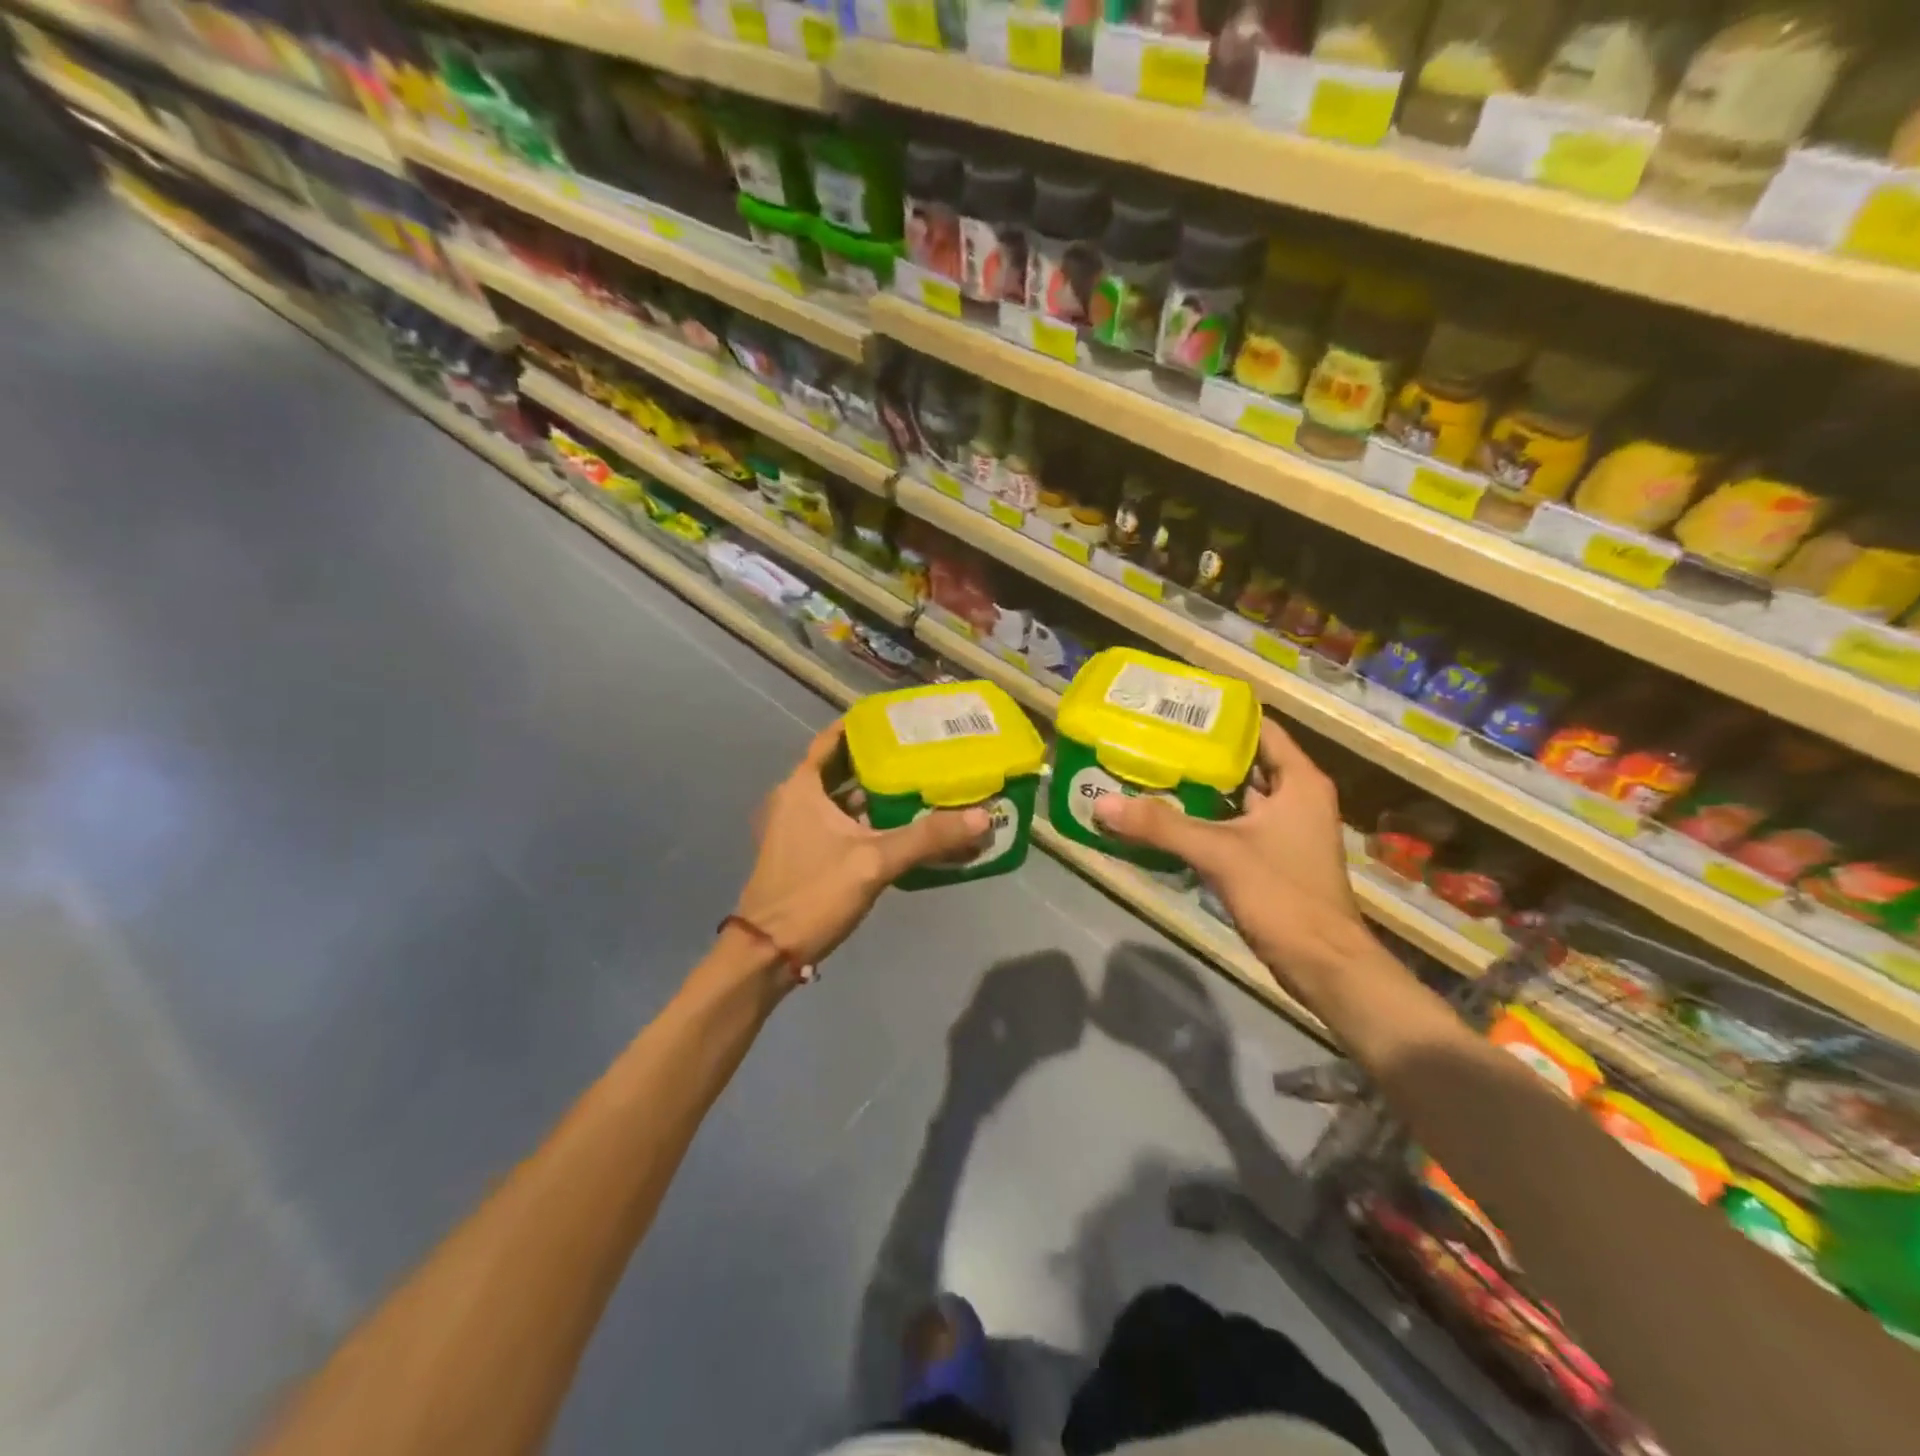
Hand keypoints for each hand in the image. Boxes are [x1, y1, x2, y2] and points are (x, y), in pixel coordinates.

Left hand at [734, 721, 990, 967]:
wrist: (768, 954)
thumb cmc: (813, 894)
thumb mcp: (874, 862)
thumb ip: (927, 838)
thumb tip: (982, 817)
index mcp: (801, 787)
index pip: (832, 739)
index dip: (863, 726)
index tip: (899, 718)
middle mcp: (795, 800)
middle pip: (841, 767)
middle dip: (877, 758)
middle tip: (920, 749)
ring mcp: (797, 828)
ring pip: (841, 798)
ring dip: (874, 791)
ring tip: (918, 782)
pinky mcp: (804, 853)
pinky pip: (839, 823)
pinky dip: (866, 819)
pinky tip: (900, 825)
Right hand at [1091, 718, 1371, 981]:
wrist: (1324, 967)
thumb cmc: (1284, 896)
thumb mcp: (1220, 853)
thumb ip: (1162, 825)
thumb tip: (1103, 803)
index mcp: (1299, 781)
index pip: (1260, 728)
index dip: (1220, 714)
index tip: (1176, 706)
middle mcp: (1294, 798)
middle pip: (1242, 761)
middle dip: (1198, 750)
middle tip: (1150, 737)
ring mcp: (1283, 830)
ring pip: (1234, 796)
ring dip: (1197, 787)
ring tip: (1148, 770)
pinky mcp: (1269, 858)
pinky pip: (1230, 825)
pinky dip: (1201, 818)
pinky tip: (1163, 817)